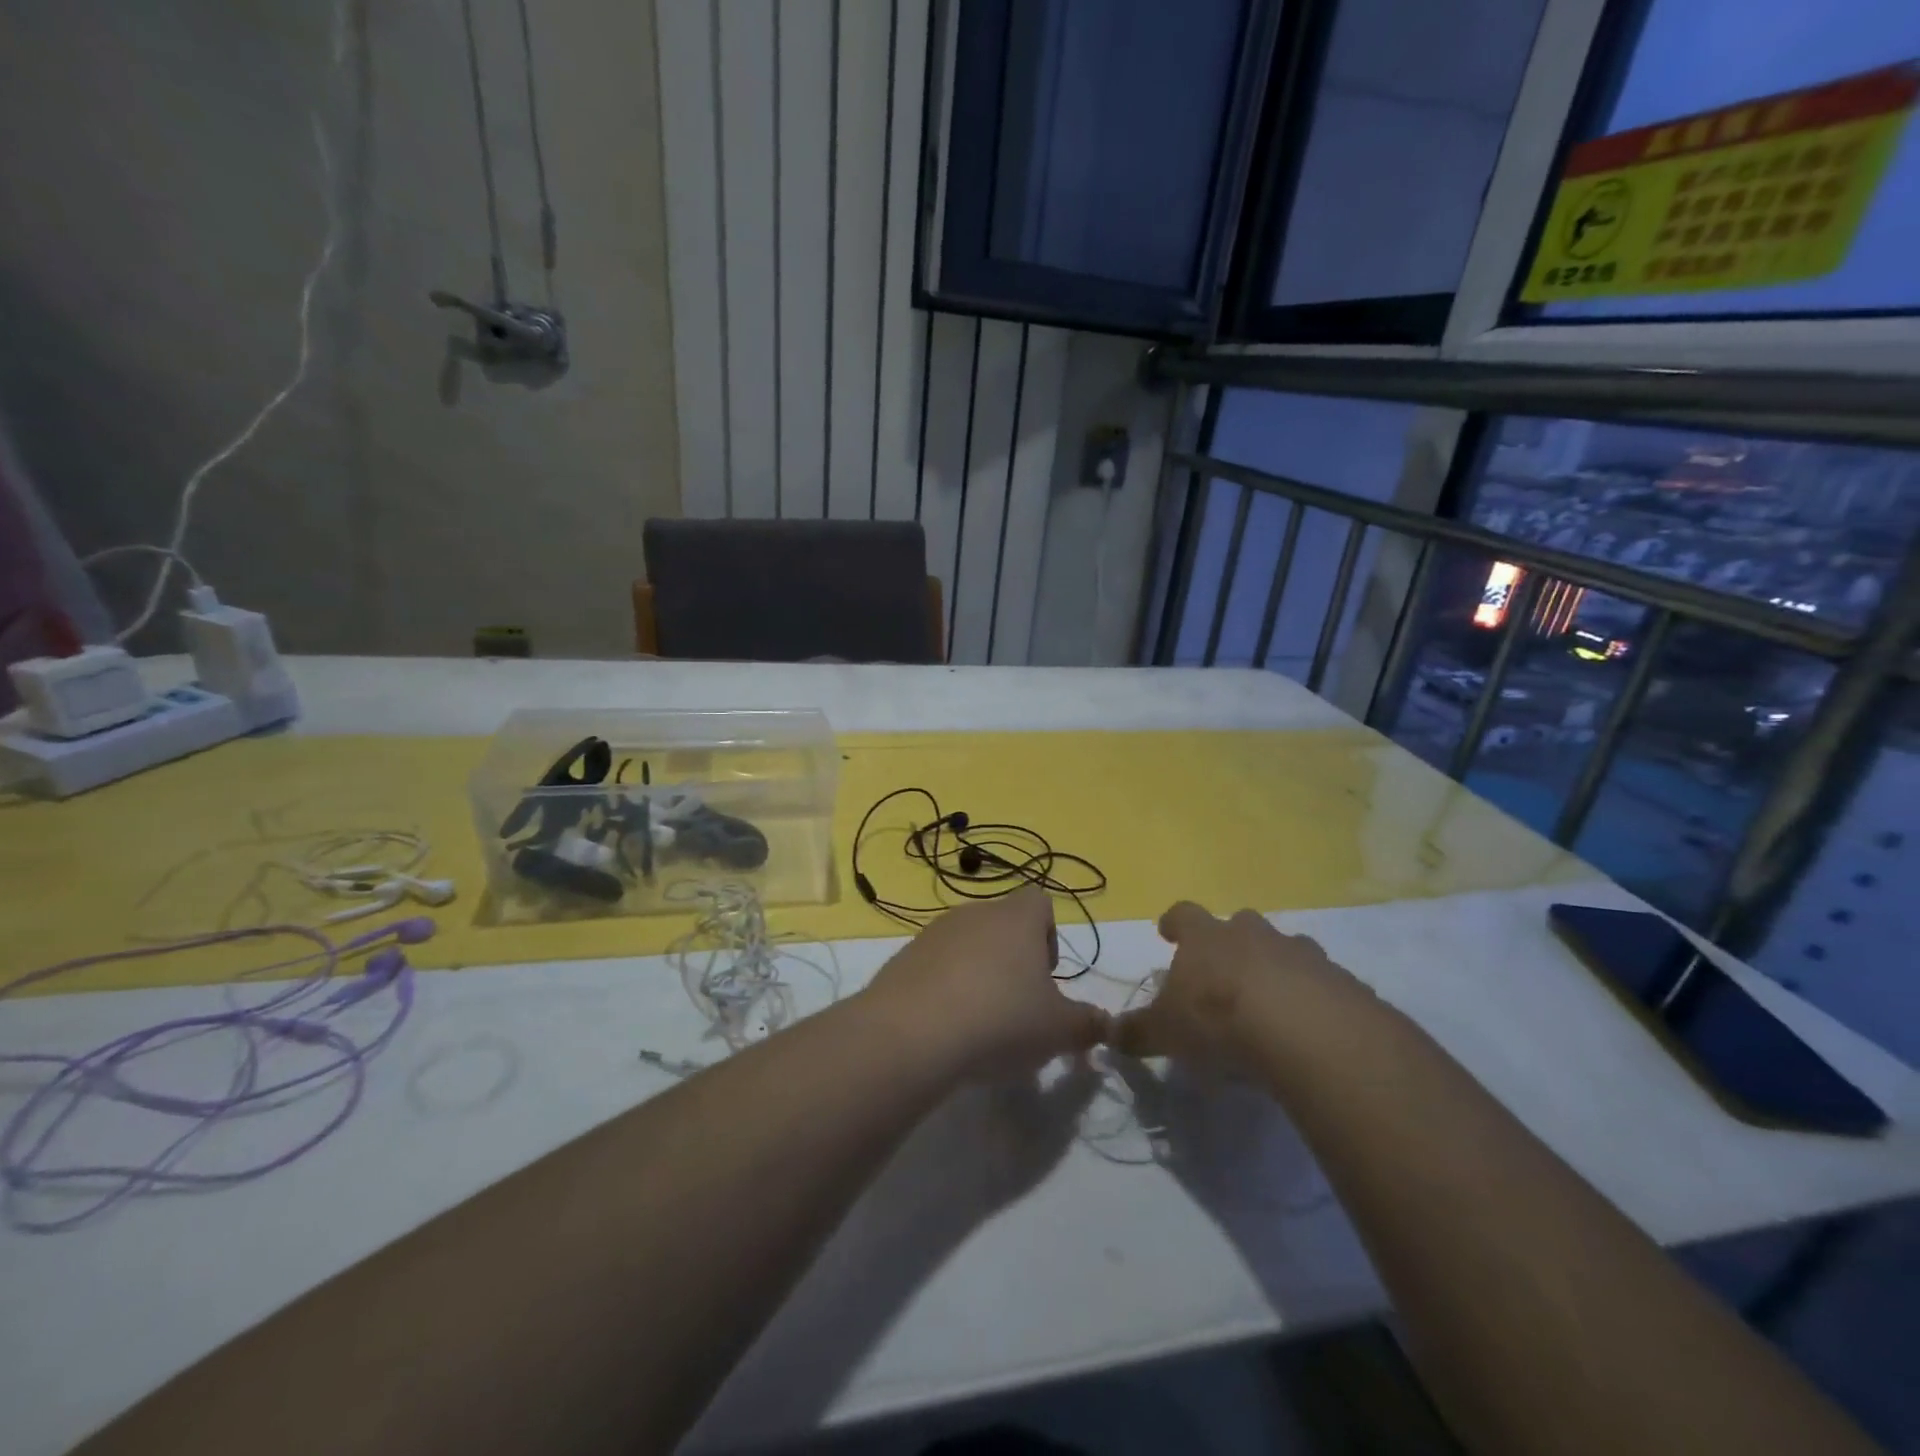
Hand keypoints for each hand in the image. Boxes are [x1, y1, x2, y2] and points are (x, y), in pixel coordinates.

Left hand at [866, 888, 1107, 1074]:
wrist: (911, 1033)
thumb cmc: (1000, 1019)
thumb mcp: (1058, 1030)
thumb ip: (1087, 1024)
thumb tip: (1104, 1023)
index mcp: (1016, 918)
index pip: (1040, 901)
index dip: (1049, 935)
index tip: (1045, 977)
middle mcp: (974, 913)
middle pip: (1002, 924)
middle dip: (1013, 960)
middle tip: (1017, 1007)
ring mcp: (934, 933)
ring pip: (967, 945)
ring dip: (977, 974)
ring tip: (980, 1022)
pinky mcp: (903, 958)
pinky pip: (934, 966)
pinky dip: (944, 989)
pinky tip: (945, 1027)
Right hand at [1110, 901, 1356, 1067]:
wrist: (1309, 1033)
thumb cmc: (1220, 1020)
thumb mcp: (1166, 1031)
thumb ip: (1136, 1032)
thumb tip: (1107, 1033)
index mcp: (1207, 937)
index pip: (1184, 914)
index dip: (1175, 923)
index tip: (1168, 932)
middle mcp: (1254, 934)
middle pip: (1240, 924)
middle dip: (1232, 943)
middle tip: (1225, 972)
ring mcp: (1301, 954)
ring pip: (1286, 949)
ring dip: (1276, 968)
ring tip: (1271, 1004)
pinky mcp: (1342, 982)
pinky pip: (1323, 984)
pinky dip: (1314, 999)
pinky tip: (1309, 1031)